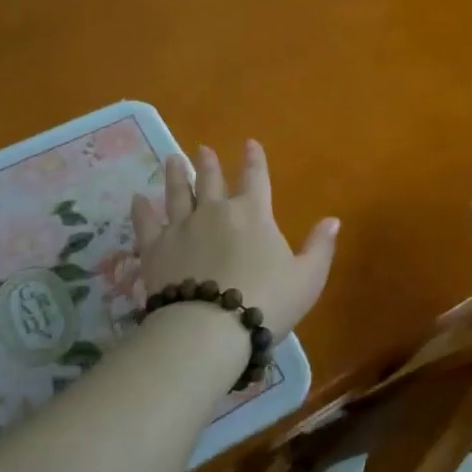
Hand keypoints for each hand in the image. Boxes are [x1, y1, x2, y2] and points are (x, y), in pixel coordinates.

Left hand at [131, 140, 337, 342]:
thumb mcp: (307, 278)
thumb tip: (333, 219)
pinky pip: (146, 223)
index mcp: (253, 213)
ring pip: (177, 193)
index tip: (250, 143)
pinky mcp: (155, 247)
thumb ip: (320, 247)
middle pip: (211, 180)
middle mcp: (215, 211)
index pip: (255, 177)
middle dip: (208, 163)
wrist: (210, 328)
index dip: (254, 159)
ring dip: (176, 175)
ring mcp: (181, 227)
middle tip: (202, 149)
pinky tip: (137, 199)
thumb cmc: (267, 301)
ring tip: (173, 159)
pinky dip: (142, 209)